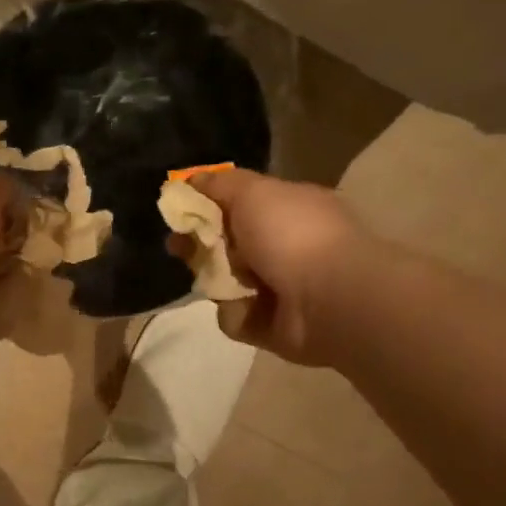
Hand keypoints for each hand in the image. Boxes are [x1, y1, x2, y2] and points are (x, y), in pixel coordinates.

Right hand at [192, 168, 365, 366]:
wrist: (329, 299)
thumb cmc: (292, 234)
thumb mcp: (253, 191)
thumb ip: (219, 183)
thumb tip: (191, 180)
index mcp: (288, 210)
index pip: (239, 205)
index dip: (206, 205)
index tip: (179, 209)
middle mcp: (284, 247)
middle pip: (225, 244)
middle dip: (197, 243)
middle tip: (176, 245)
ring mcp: (278, 288)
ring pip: (224, 281)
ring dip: (214, 278)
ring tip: (218, 279)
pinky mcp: (269, 325)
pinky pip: (234, 316)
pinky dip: (235, 312)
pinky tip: (247, 307)